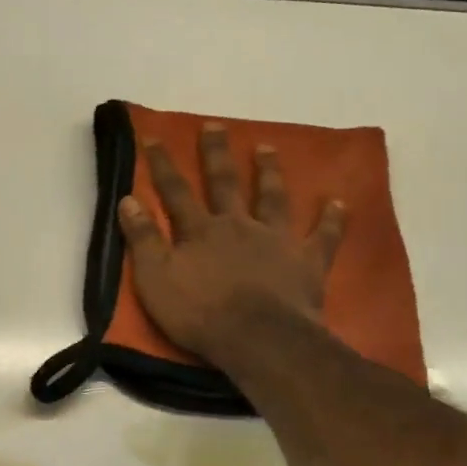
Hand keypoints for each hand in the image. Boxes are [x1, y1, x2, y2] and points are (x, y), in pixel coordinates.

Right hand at [117, 125, 345, 363]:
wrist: (259, 339)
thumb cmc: (200, 313)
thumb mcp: (155, 279)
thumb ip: (142, 239)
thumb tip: (128, 199)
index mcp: (200, 231)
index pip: (175, 190)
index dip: (162, 164)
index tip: (153, 136)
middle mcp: (238, 225)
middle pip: (225, 183)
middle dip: (216, 154)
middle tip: (215, 125)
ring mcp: (276, 240)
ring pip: (273, 198)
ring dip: (269, 173)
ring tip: (268, 148)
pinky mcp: (306, 262)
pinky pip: (323, 236)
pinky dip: (331, 219)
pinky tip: (338, 202)